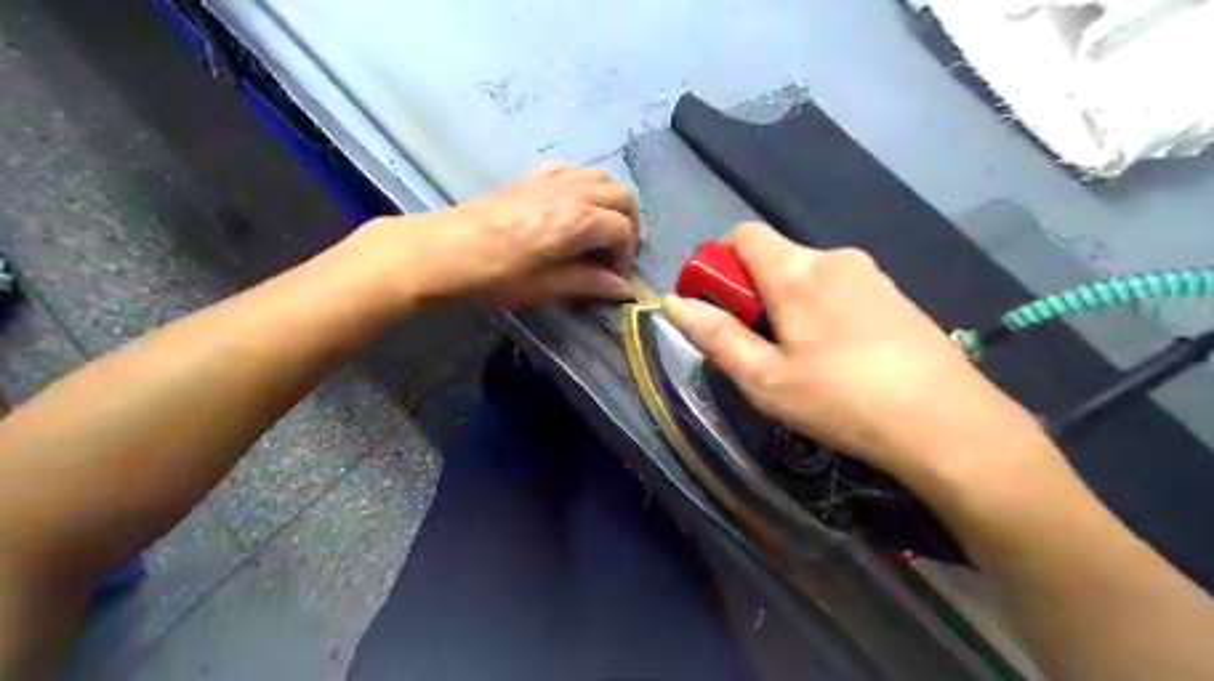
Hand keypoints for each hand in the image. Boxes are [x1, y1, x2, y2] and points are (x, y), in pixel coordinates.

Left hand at [347, 163, 637, 306]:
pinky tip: (572, 210)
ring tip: (597, 234)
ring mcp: (550, 180)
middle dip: (628, 226)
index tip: (611, 280)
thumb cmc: (489, 277)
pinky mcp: (530, 178)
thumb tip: (622, 288)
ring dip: (610, 204)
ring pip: (601, 178)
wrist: (436, 252)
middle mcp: (571, 192)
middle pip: (621, 197)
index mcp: (576, 220)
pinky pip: (572, 171)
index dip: (625, 257)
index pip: (622, 231)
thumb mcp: (542, 287)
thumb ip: (587, 282)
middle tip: (613, 256)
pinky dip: (584, 188)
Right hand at [661, 225, 1049, 488]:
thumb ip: (716, 336)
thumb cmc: (843, 401)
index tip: (718, 307)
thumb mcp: (765, 379)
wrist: (949, 424)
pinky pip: (838, 287)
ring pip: (806, 273)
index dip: (718, 262)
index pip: (742, 234)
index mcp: (796, 271)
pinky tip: (838, 355)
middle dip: (753, 290)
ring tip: (800, 358)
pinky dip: (820, 308)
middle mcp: (833, 257)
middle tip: (759, 346)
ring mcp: (869, 273)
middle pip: (774, 256)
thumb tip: (673, 302)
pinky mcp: (893, 294)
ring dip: (787, 302)